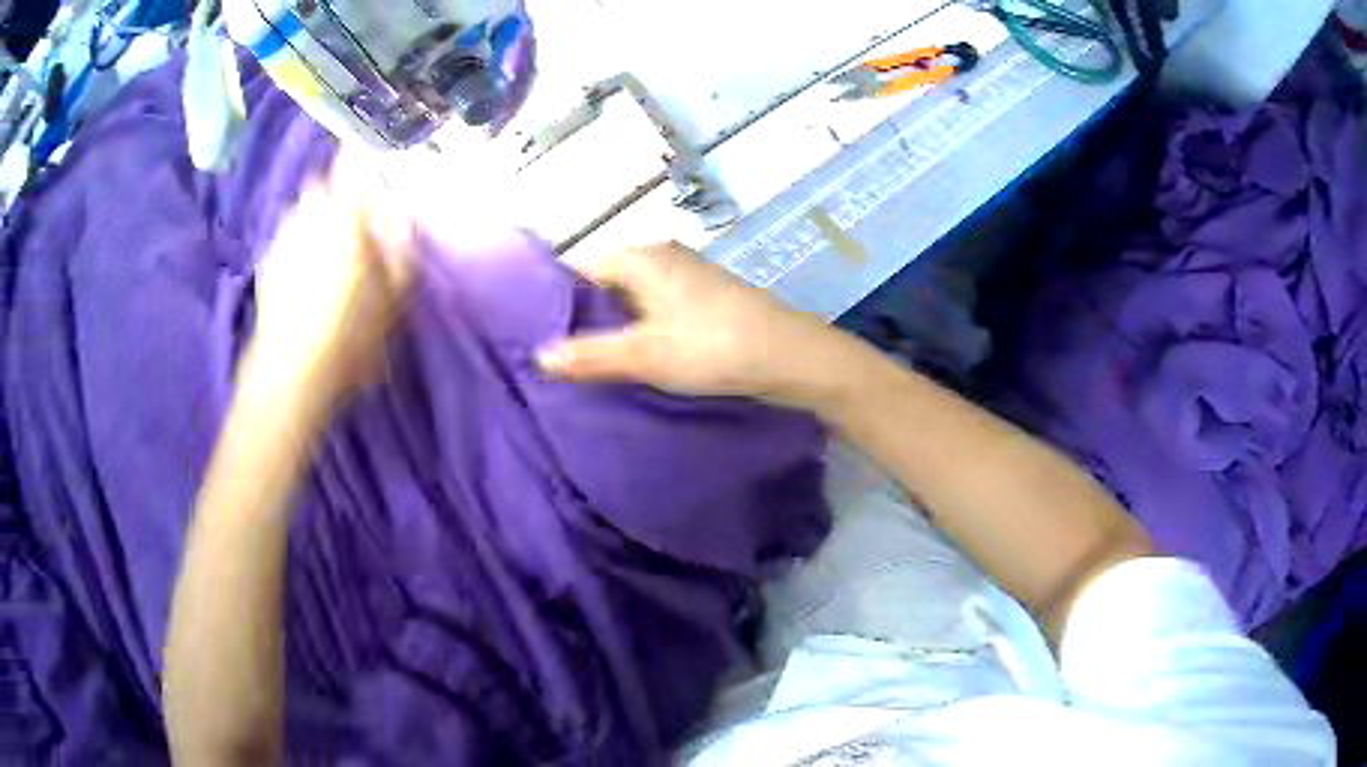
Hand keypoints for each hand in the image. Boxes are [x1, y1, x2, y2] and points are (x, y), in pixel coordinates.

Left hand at [246, 153, 414, 411]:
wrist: (292, 371)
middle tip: (352, 213)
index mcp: (345, 214)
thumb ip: (401, 245)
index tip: (368, 151)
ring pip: (302, 210)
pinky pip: (287, 236)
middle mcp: (310, 215)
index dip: (360, 153)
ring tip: (328, 244)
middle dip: (336, 189)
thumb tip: (401, 210)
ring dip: (315, 215)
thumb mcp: (394, 294)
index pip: (351, 163)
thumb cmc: (351, 331)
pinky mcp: (268, 262)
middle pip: (322, 184)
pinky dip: (298, 240)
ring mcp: (284, 237)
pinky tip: (307, 271)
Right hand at [538, 243, 864, 407]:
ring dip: (612, 327)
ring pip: (632, 299)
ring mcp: (687, 277)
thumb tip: (539, 356)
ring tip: (585, 363)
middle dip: (581, 317)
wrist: (791, 357)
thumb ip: (590, 355)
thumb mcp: (644, 355)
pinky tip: (632, 359)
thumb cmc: (713, 347)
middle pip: (605, 283)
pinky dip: (640, 330)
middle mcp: (662, 257)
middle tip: (555, 356)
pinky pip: (656, 310)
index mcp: (642, 257)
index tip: (533, 333)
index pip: (579, 269)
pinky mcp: (705, 300)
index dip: (554, 300)